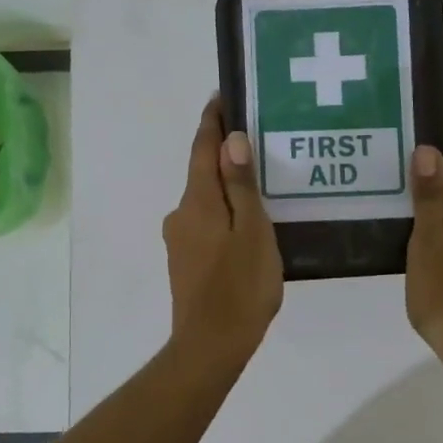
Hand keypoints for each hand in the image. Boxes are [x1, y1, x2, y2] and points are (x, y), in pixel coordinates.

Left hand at [163, 97, 282, 362]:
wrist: (210, 347)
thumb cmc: (240, 287)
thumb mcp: (252, 232)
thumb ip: (241, 186)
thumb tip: (231, 139)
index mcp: (197, 201)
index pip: (202, 147)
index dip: (213, 120)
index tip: (224, 95)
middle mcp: (181, 213)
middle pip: (202, 172)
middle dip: (225, 152)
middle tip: (260, 137)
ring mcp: (179, 239)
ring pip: (206, 200)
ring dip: (227, 185)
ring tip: (263, 181)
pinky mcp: (185, 261)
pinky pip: (207, 222)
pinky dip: (225, 212)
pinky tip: (248, 222)